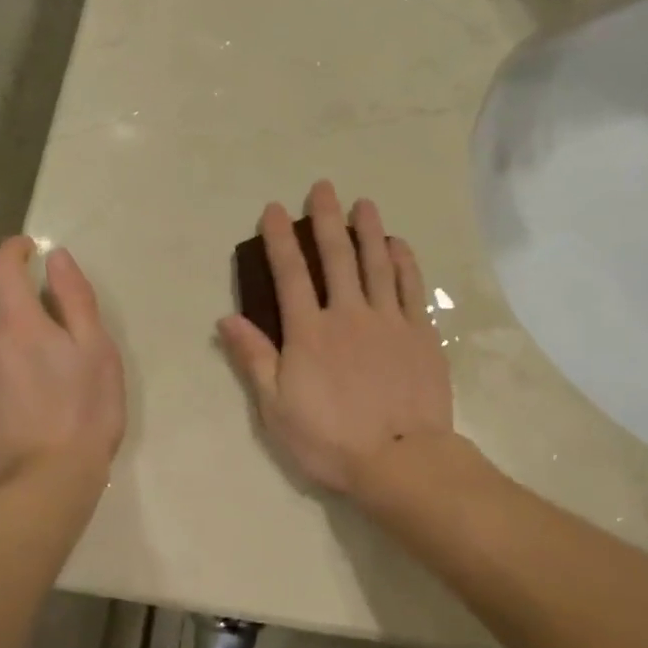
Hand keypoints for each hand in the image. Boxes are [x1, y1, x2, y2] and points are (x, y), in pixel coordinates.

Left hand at [0, 237, 125, 491]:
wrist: (46, 482)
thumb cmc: (86, 412)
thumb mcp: (98, 350)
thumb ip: (75, 298)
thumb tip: (55, 257)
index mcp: (18, 323)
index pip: (2, 267)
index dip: (13, 250)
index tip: (27, 250)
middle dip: (5, 299)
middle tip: (34, 321)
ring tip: (21, 366)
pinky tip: (3, 400)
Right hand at [217, 181, 453, 492]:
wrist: (399, 459)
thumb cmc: (330, 440)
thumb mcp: (276, 408)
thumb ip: (254, 359)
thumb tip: (226, 318)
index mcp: (309, 332)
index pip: (290, 275)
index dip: (280, 240)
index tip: (275, 209)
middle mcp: (348, 314)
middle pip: (336, 257)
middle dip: (327, 220)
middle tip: (323, 188)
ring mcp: (389, 321)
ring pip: (377, 264)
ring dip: (368, 230)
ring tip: (363, 203)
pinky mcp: (421, 334)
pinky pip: (411, 288)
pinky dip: (404, 262)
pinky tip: (398, 245)